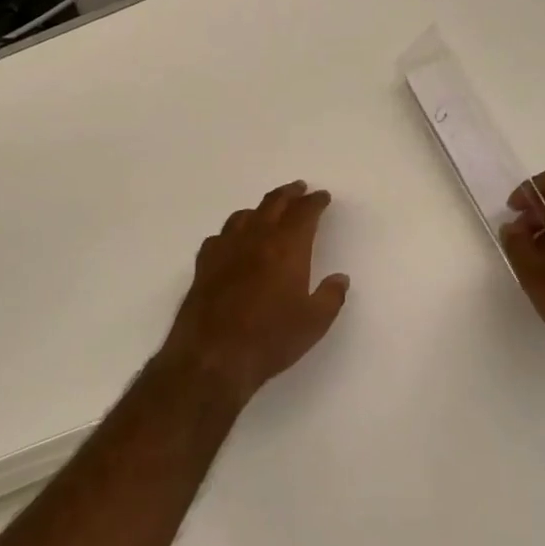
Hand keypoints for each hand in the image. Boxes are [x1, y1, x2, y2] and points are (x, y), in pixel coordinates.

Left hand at [159, 181, 350, 409]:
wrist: (212, 357)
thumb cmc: (270, 339)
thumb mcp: (314, 323)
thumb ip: (330, 297)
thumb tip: (340, 278)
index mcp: (286, 247)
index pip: (304, 212)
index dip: (315, 202)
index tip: (322, 197)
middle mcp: (255, 239)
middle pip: (273, 204)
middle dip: (289, 194)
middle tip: (299, 188)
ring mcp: (225, 249)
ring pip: (244, 216)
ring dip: (261, 208)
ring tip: (268, 211)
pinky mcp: (204, 265)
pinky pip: (220, 236)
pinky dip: (233, 232)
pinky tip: (233, 241)